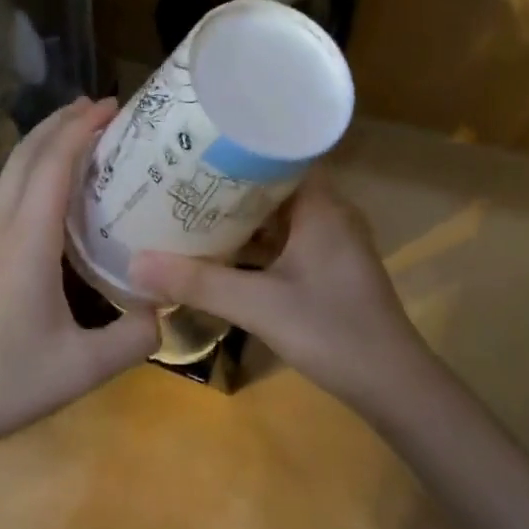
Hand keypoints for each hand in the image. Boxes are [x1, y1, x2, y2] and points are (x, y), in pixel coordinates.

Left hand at [0, 98, 157, 458]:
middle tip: (101, 106)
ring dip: (45, 142)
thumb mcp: (83, 368)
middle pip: (27, 155)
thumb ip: (134, 337)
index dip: (82, 128)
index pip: (55, 165)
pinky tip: (54, 189)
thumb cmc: (4, 383)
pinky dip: (35, 169)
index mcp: (27, 242)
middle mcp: (2, 228)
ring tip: (80, 133)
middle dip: (62, 121)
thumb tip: (165, 309)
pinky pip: (8, 192)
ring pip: (13, 171)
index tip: (113, 105)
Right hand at [129, 175, 435, 418]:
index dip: (235, 145)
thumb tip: (134, 263)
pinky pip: (284, 239)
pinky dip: (254, 240)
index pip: (277, 153)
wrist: (393, 386)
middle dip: (227, 180)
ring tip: (187, 204)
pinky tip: (218, 248)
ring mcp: (331, 240)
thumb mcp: (259, 306)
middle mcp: (329, 212)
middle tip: (177, 173)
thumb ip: (198, 283)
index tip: (192, 142)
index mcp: (321, 204)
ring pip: (277, 213)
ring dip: (238, 213)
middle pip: (272, 182)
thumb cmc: (332, 331)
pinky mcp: (328, 266)